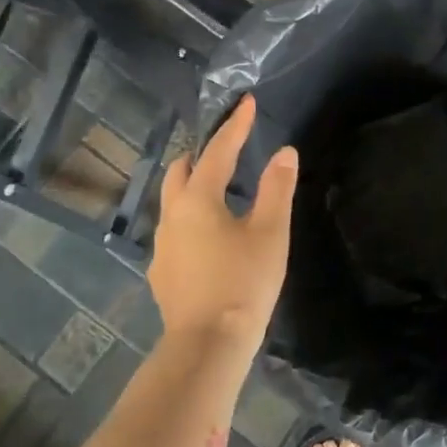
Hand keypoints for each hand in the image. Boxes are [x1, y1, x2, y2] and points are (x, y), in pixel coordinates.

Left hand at [149, 94, 298, 356]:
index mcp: (198, 199)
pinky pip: (175, 231)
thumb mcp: (270, 232)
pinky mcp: (162, 271)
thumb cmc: (244, 282)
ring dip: (194, 187)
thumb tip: (285, 152)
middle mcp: (172, 215)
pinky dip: (191, 219)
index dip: (235, 126)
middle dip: (203, 154)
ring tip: (221, 192)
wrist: (209, 343)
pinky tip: (210, 238)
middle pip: (181, 171)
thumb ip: (276, 188)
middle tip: (229, 149)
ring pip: (173, 202)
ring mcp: (162, 245)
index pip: (218, 151)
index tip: (247, 103)